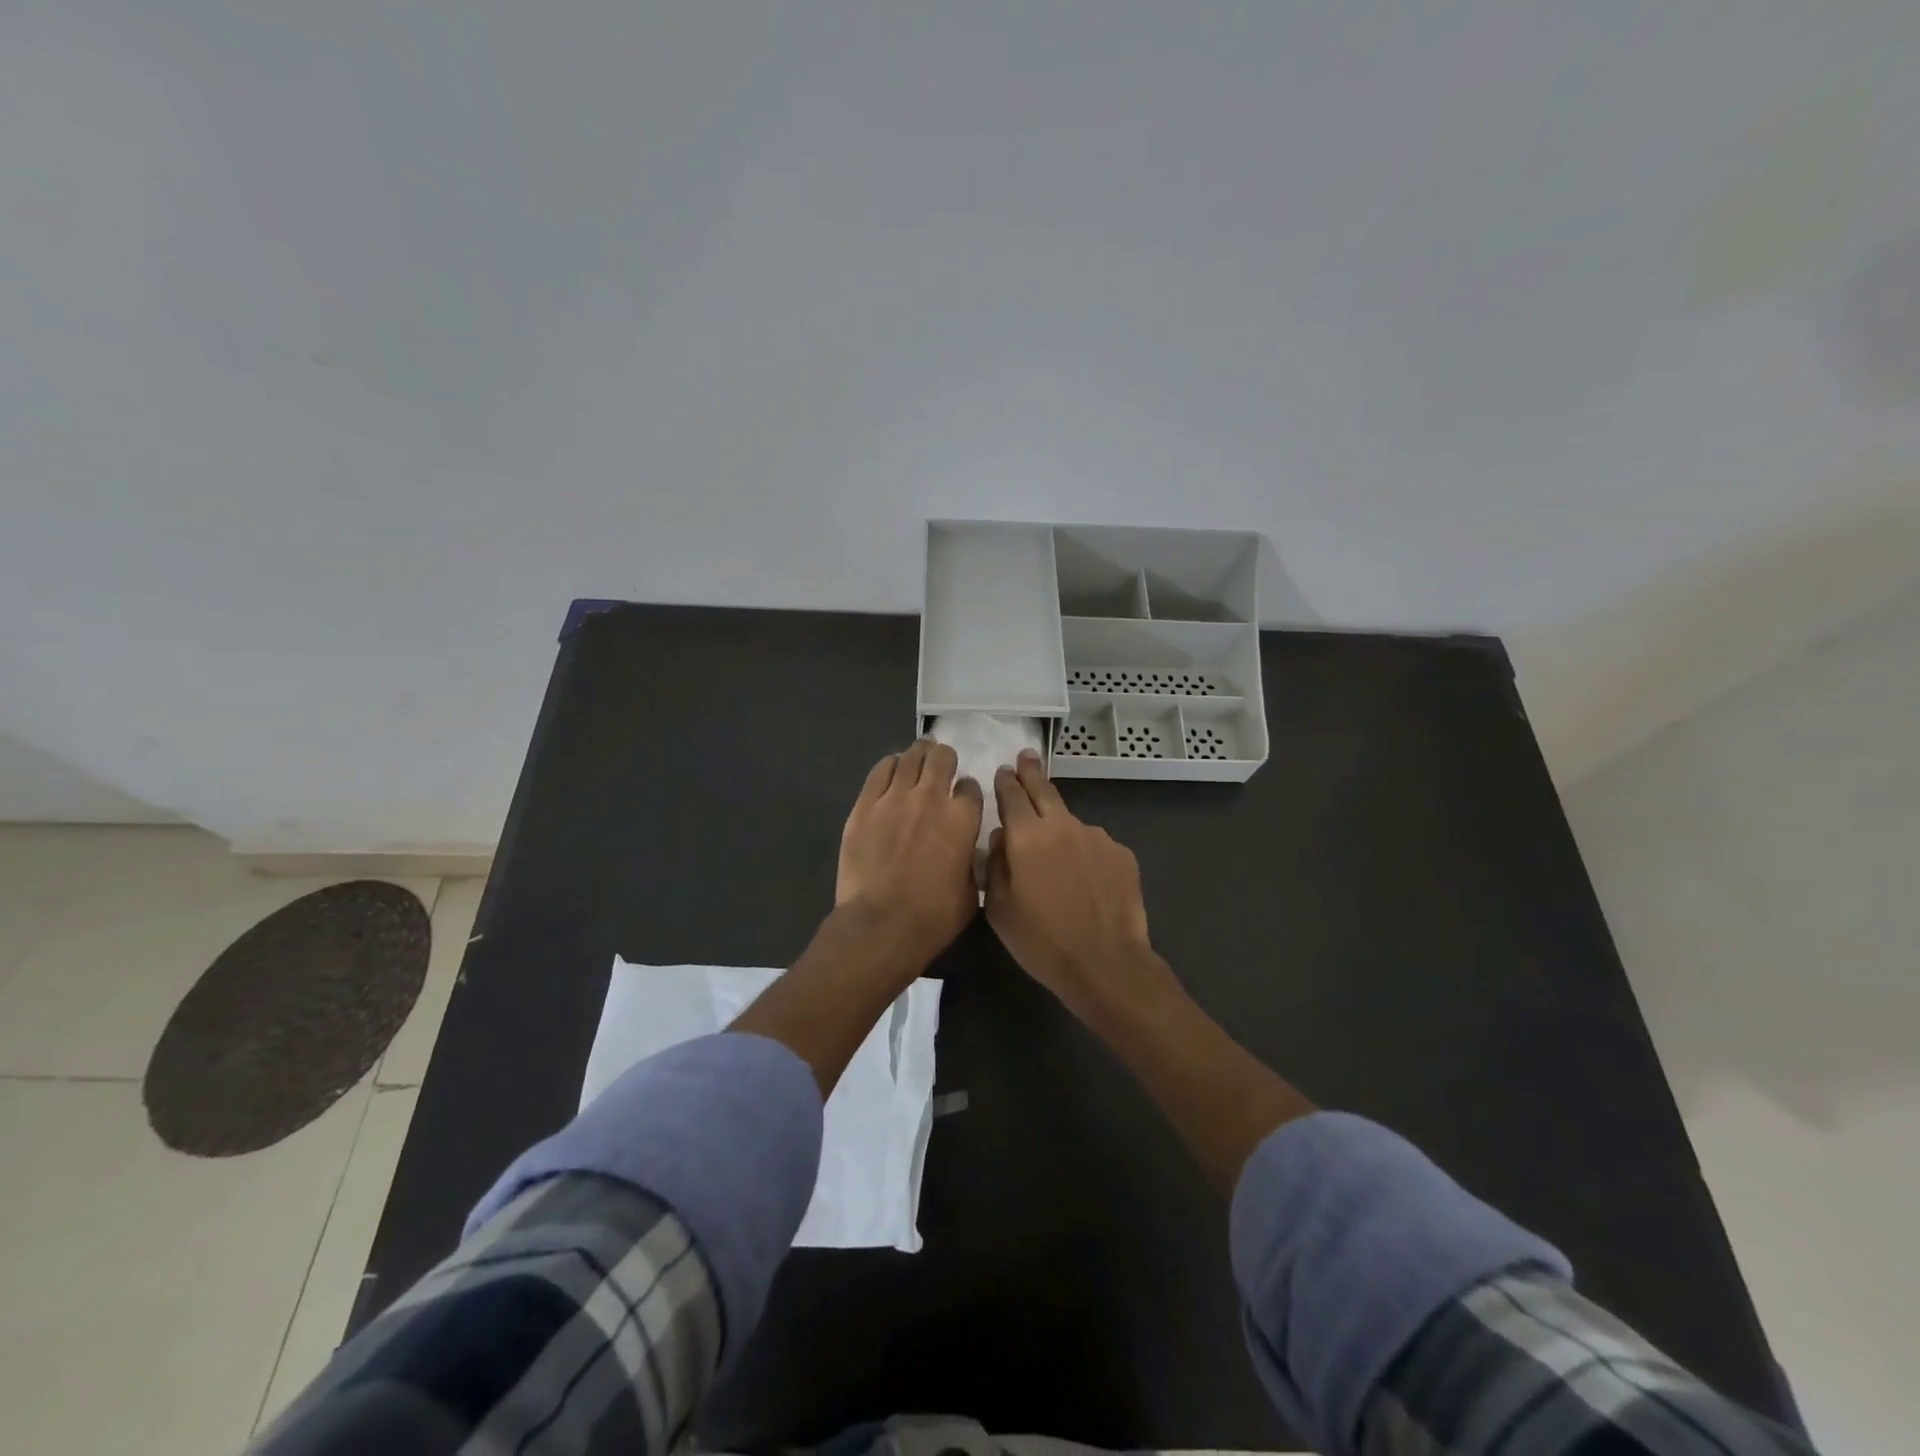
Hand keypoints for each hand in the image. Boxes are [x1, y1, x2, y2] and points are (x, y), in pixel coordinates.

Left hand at [836, 739, 983, 963]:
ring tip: (918, 760)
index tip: (963, 798)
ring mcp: (895, 797)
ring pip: (911, 756)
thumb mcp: (970, 892)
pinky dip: (890, 765)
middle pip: (942, 757)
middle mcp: (931, 797)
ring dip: (919, 755)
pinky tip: (893, 770)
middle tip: (941, 767)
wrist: (880, 925)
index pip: (971, 786)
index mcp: (963, 819)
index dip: (968, 791)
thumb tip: (967, 851)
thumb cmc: (932, 917)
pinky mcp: (865, 804)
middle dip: (945, 759)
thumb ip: (972, 861)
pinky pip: (881, 770)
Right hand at [984, 750, 1174, 1021]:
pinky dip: (1085, 854)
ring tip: (1058, 861)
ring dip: (1060, 829)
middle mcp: (1063, 826)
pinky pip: (1095, 846)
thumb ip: (995, 866)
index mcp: (1027, 836)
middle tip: (1026, 757)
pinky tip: (1086, 881)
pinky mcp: (1122, 854)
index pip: (1011, 795)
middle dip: (1032, 772)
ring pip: (1071, 823)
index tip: (1003, 770)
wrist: (1106, 964)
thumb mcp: (999, 910)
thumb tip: (1001, 838)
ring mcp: (1098, 837)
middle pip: (1044, 790)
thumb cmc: (1042, 942)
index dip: (1005, 781)